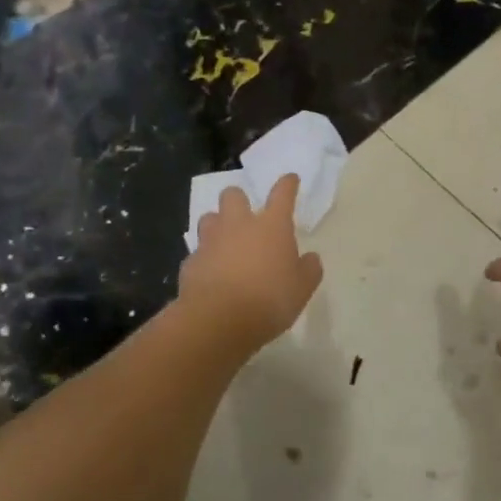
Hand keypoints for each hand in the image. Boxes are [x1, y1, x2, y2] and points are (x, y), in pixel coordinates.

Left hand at [179, 175, 323, 351]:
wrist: (219, 321)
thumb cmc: (269, 300)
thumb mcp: (302, 289)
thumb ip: (309, 270)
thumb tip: (310, 258)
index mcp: (272, 226)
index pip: (282, 194)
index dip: (288, 184)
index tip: (290, 179)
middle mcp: (239, 225)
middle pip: (233, 195)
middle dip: (238, 200)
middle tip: (245, 216)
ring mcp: (211, 241)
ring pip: (209, 218)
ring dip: (217, 225)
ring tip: (224, 242)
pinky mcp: (190, 262)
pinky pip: (198, 252)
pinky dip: (205, 259)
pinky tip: (211, 274)